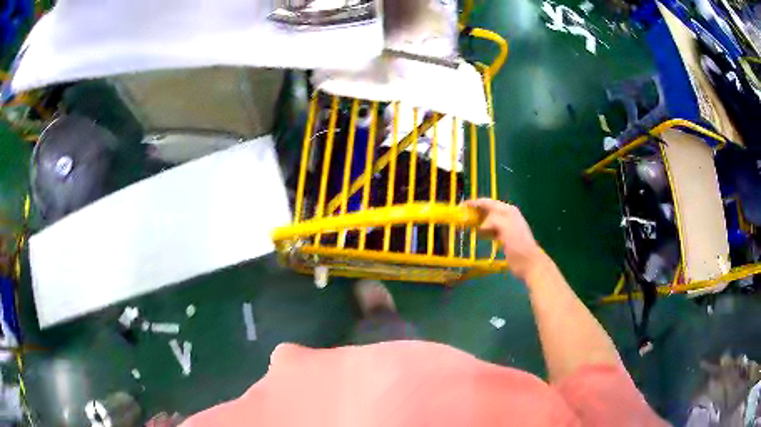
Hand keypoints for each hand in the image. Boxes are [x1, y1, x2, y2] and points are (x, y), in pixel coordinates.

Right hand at [464, 198, 545, 280]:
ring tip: (466, 224)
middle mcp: (507, 215)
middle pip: (488, 209)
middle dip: (475, 211)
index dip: (474, 203)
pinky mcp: (505, 237)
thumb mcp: (506, 228)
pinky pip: (491, 229)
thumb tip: (481, 225)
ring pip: (489, 219)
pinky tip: (479, 234)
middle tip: (461, 216)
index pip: (488, 202)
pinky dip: (484, 230)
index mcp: (508, 211)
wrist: (529, 263)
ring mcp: (507, 226)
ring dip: (478, 221)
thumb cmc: (518, 245)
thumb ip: (493, 220)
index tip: (460, 207)